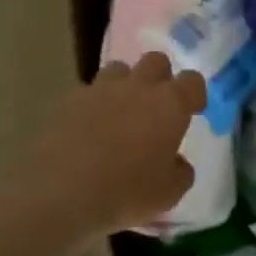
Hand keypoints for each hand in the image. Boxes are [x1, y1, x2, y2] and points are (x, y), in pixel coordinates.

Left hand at [20, 52, 207, 238]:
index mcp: (169, 104)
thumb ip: (180, 172)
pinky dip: (92, 106)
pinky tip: (87, 131)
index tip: (192, 110)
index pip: (192, 81)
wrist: (60, 192)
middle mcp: (136, 87)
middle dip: (160, 78)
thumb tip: (176, 162)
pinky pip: (87, 94)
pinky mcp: (67, 101)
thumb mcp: (169, 193)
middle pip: (155, 61)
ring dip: (124, 86)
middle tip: (156, 107)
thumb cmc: (126, 192)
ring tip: (119, 115)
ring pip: (117, 70)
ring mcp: (99, 90)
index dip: (194, 94)